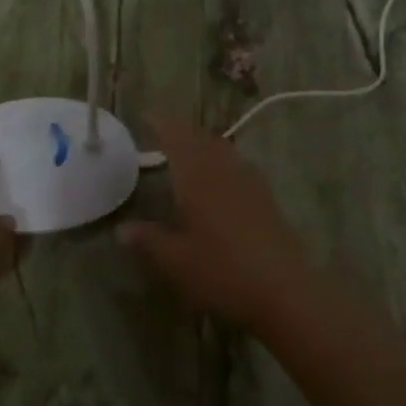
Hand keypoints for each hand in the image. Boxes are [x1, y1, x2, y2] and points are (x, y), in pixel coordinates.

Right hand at [118, 118, 311, 329]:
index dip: (160, 122)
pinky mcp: (266, 196)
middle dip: (180, 130)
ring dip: (202, 143)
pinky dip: (222, 160)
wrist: (284, 289)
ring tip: (187, 152)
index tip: (145, 115)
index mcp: (197, 174)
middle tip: (161, 134)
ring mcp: (249, 180)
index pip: (176, 135)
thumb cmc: (222, 270)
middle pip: (200, 137)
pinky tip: (220, 179)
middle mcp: (223, 168)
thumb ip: (148, 239)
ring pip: (222, 148)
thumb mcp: (175, 260)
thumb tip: (121, 228)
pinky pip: (238, 164)